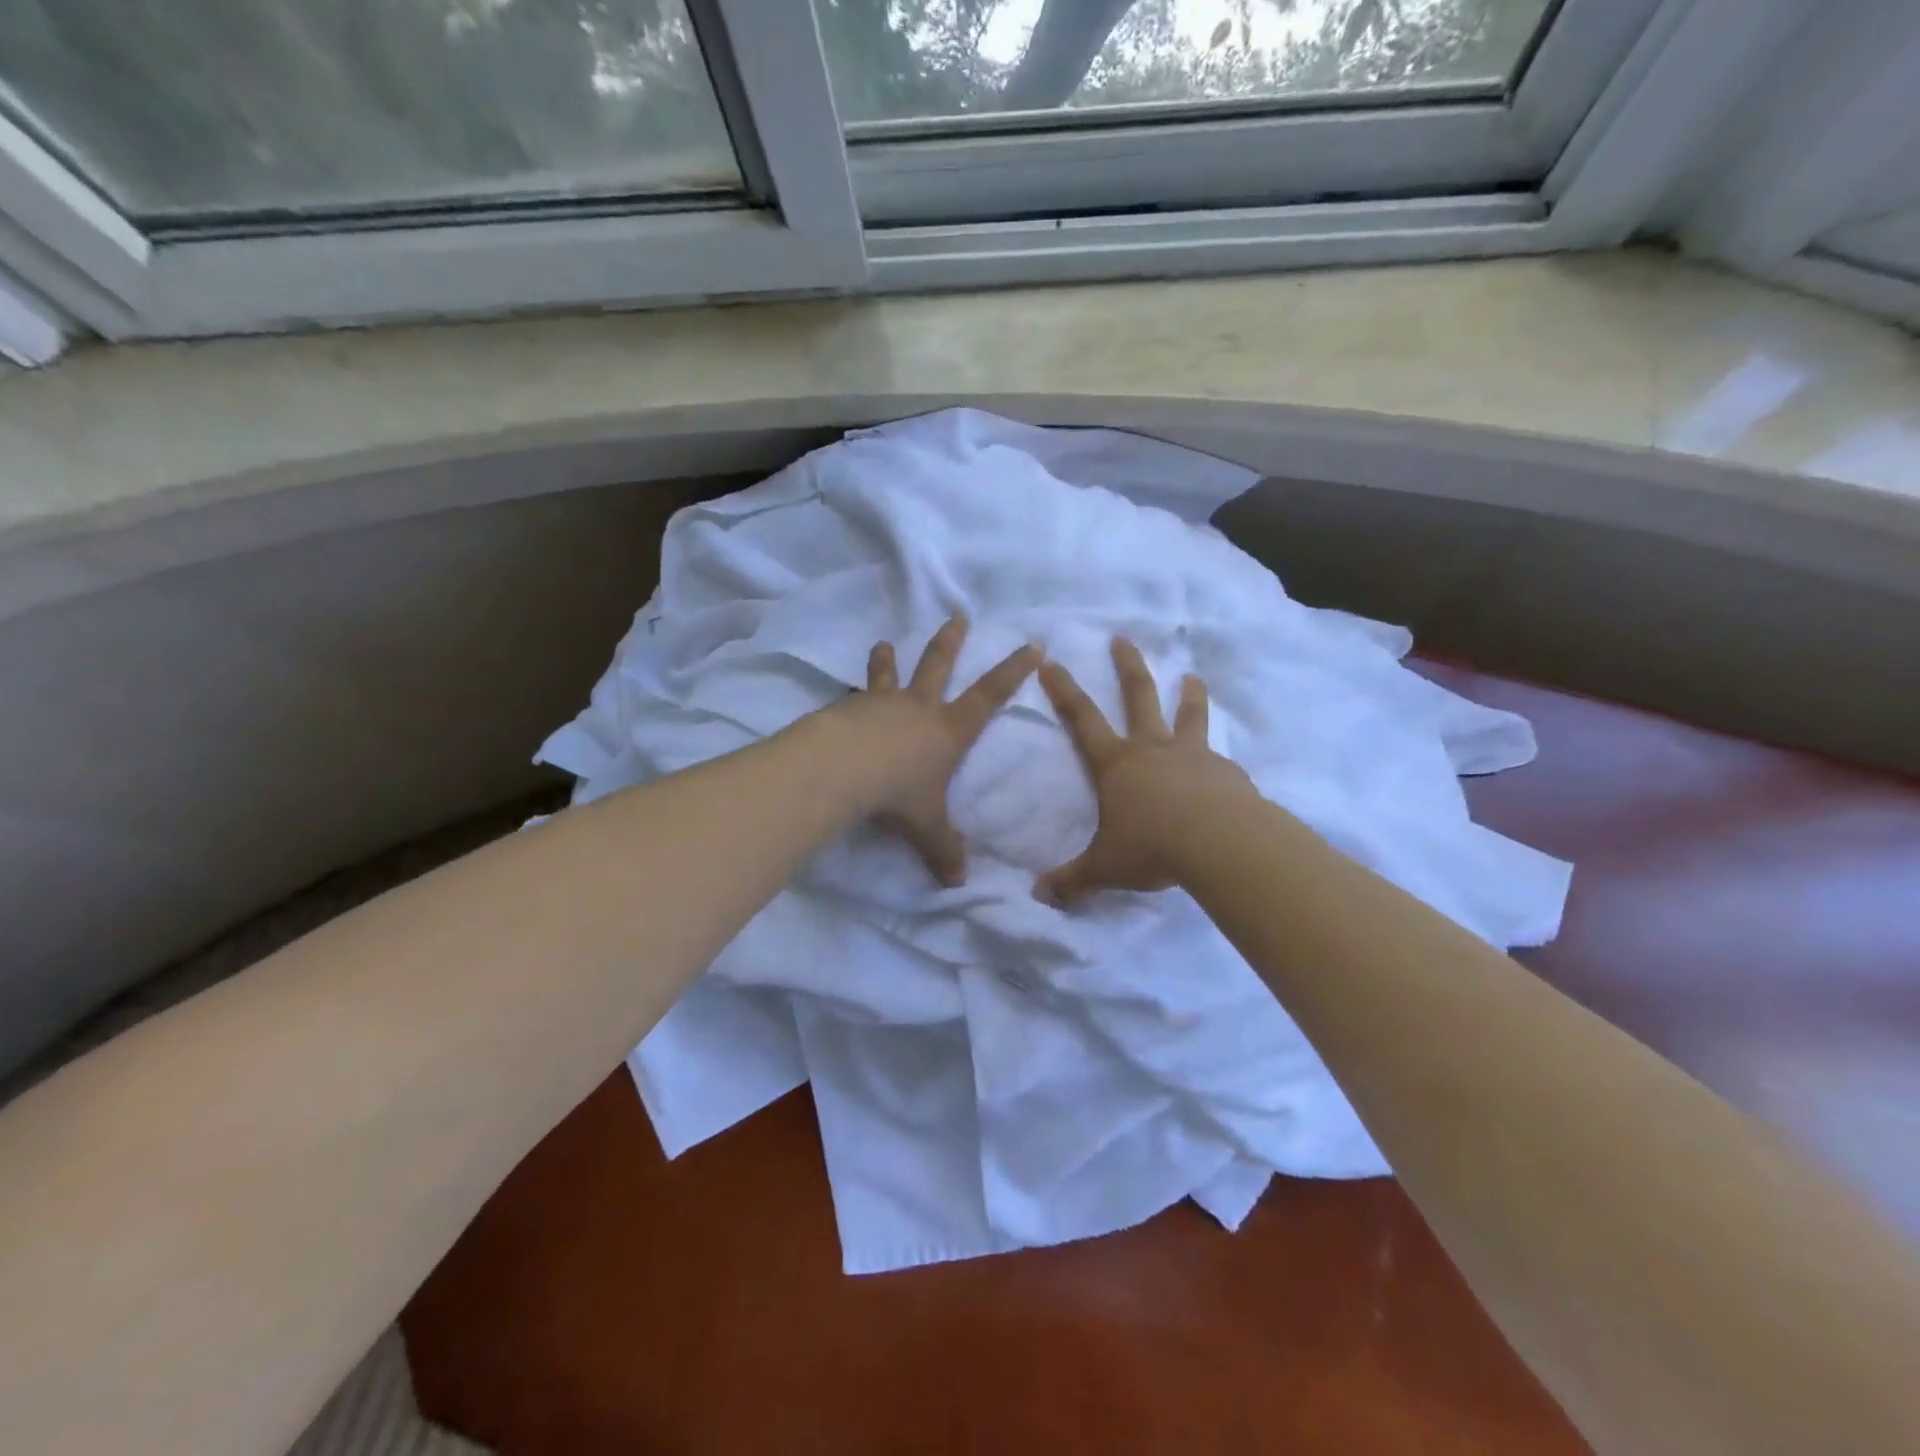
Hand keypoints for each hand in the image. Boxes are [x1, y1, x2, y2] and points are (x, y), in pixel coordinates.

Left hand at [847, 615, 1039, 886]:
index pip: (990, 695)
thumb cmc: (898, 794)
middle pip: (938, 666)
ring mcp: (881, 704)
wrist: (842, 769)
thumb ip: (943, 851)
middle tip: (957, 615)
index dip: (1013, 670)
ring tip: (884, 643)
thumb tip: (959, 882)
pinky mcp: (847, 709)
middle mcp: (918, 708)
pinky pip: (853, 698)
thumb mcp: (927, 827)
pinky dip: (851, 697)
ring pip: (889, 674)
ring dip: (888, 659)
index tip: (1032, 645)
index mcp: (948, 730)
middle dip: (950, 641)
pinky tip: (841, 702)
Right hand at [1035, 637, 1252, 906]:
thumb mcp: (1104, 867)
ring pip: (1188, 716)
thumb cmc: (1152, 847)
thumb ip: (1072, 880)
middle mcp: (1152, 749)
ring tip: (1192, 676)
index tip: (1052, 660)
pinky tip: (1224, 766)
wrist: (1220, 844)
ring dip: (1188, 695)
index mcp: (1116, 764)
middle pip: (1138, 696)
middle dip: (1127, 666)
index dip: (1064, 690)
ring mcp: (1193, 756)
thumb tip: (1038, 896)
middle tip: (1122, 639)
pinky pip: (1218, 759)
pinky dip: (1216, 757)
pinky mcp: (1226, 772)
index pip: (1082, 718)